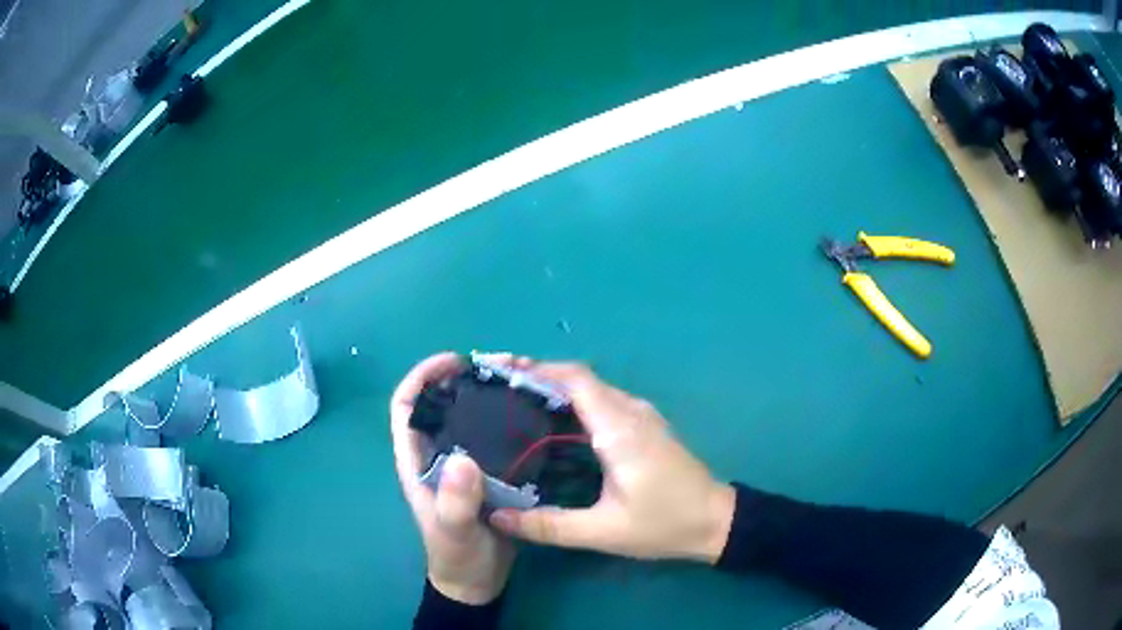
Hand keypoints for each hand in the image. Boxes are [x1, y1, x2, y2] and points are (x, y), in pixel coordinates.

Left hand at [391, 353, 515, 604]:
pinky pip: (495, 439)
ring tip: (521, 384)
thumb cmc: (457, 556)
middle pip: (441, 404)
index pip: (407, 407)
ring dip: (488, 397)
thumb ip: (455, 502)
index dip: (422, 377)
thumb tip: (463, 458)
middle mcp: (438, 455)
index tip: (454, 361)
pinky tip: (534, 416)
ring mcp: (464, 464)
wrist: (477, 581)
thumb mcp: (453, 532)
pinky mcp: (489, 474)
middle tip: (501, 367)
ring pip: (470, 419)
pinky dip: (508, 422)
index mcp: (417, 461)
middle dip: (462, 379)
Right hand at [489, 362, 735, 563]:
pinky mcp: (645, 426)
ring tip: (516, 403)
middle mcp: (631, 411)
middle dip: (538, 376)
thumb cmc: (664, 523)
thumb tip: (497, 517)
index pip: (575, 379)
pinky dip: (574, 402)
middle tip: (498, 388)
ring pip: (592, 389)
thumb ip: (549, 526)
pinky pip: (603, 401)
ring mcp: (641, 416)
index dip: (537, 368)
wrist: (716, 520)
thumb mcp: (603, 532)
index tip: (501, 371)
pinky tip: (554, 423)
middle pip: (580, 379)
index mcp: (619, 428)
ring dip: (555, 388)